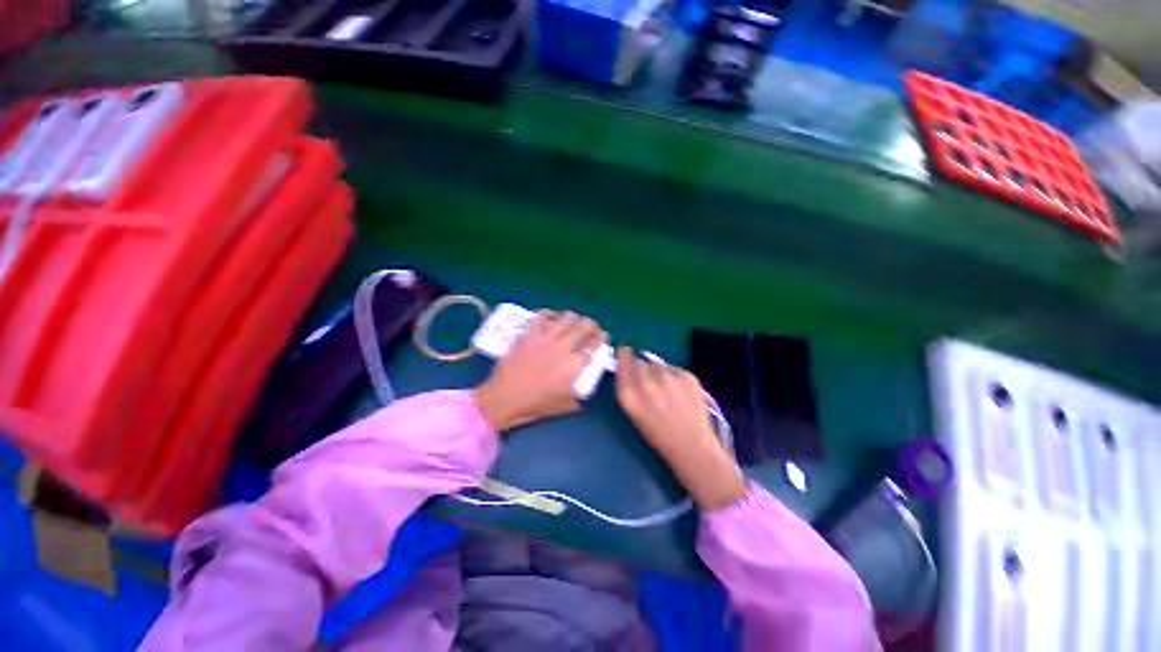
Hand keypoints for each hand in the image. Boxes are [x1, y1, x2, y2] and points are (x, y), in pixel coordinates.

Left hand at [473, 311, 606, 432]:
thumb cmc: (535, 404)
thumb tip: (585, 386)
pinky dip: (550, 313)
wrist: (504, 398)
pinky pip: (542, 316)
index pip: (594, 343)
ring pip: (566, 318)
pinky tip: (552, 316)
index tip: (602, 335)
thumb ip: (580, 393)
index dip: (601, 336)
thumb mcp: (565, 404)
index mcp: (575, 365)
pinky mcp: (529, 334)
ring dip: (573, 318)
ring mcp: (545, 338)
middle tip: (589, 326)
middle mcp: (563, 347)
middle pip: (583, 326)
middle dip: (590, 324)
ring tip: (572, 320)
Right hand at [616, 347, 744, 510]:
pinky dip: (675, 377)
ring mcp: (668, 377)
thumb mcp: (634, 412)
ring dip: (659, 373)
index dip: (624, 356)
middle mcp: (646, 382)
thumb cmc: (658, 435)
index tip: (626, 352)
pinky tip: (680, 393)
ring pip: (658, 365)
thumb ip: (628, 387)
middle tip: (650, 384)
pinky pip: (674, 369)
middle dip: (642, 369)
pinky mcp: (686, 375)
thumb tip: (628, 365)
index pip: (623, 362)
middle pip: (640, 362)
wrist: (692, 446)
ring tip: (667, 391)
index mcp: (629, 395)